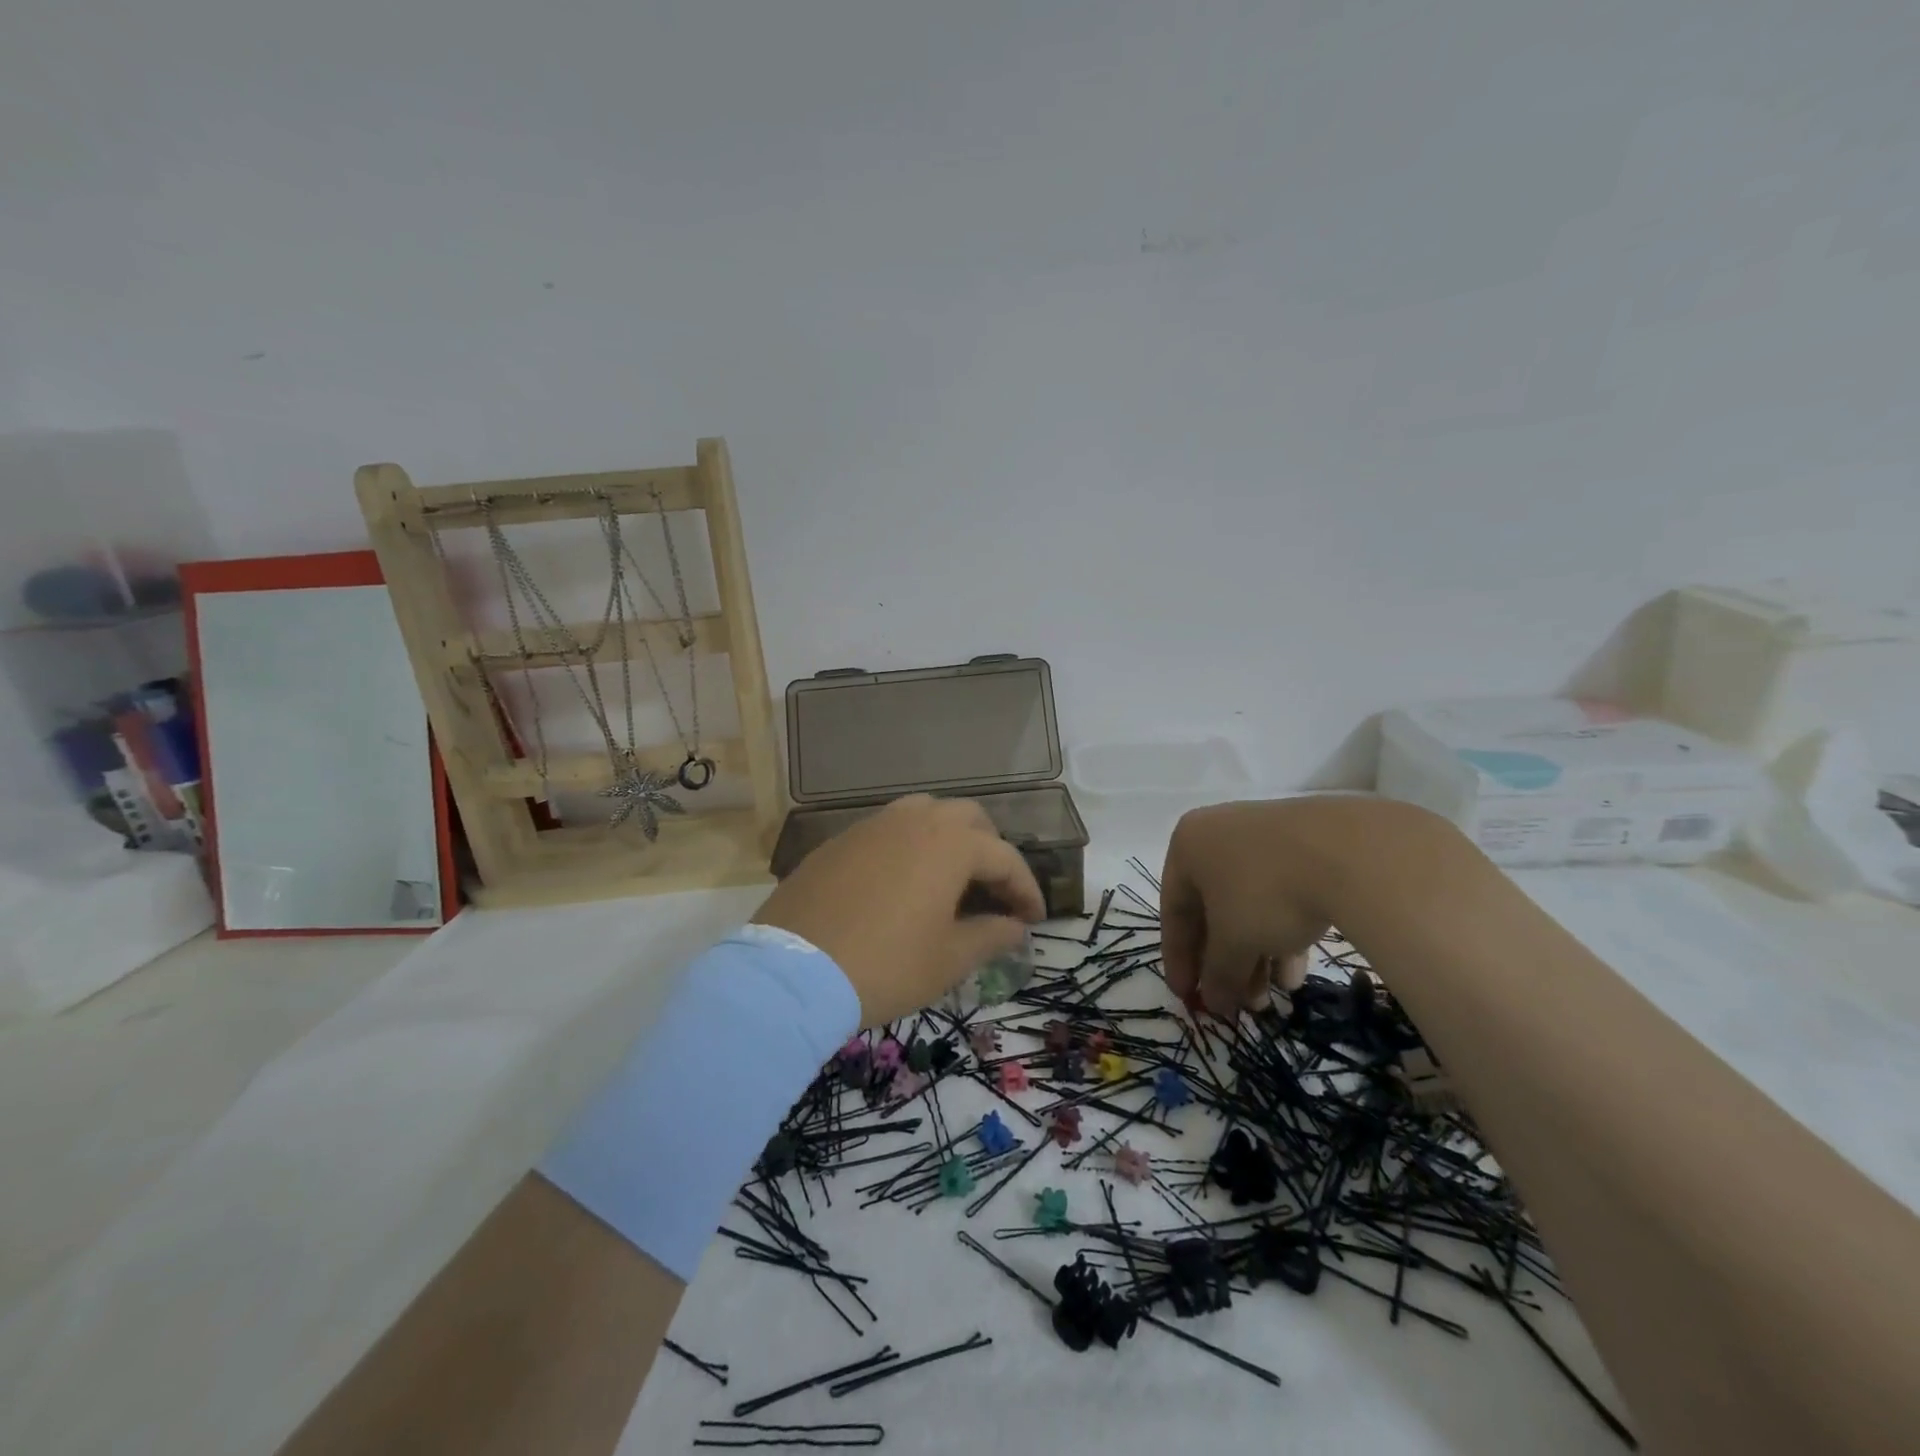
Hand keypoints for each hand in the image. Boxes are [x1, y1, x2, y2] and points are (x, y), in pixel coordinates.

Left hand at [753, 795, 1045, 1025]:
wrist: (792, 973)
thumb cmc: (885, 965)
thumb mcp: (948, 959)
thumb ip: (991, 936)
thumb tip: (1016, 927)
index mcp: (949, 843)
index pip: (1004, 858)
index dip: (1025, 889)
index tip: (1034, 919)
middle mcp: (913, 820)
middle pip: (968, 819)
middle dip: (989, 851)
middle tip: (993, 892)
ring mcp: (871, 826)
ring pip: (924, 815)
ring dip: (947, 840)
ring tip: (950, 880)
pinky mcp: (839, 841)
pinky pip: (888, 831)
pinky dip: (909, 848)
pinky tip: (902, 884)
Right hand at [1160, 798, 1346, 1016]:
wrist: (1350, 851)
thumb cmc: (1267, 893)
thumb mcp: (1233, 942)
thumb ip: (1217, 973)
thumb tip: (1213, 1002)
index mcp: (1188, 846)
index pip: (1173, 912)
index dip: (1178, 960)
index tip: (1187, 997)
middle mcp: (1219, 836)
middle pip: (1212, 910)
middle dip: (1224, 962)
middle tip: (1234, 1004)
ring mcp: (1264, 839)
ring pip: (1248, 906)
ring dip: (1255, 956)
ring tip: (1270, 999)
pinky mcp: (1304, 848)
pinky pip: (1280, 896)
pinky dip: (1281, 934)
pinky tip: (1295, 974)